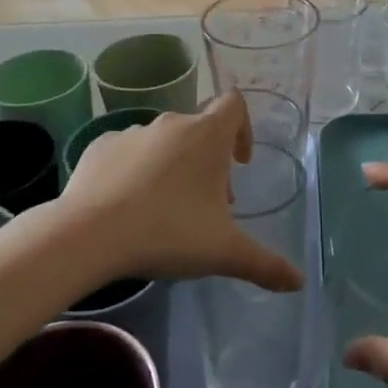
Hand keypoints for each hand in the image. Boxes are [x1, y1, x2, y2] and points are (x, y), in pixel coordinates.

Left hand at [56, 92, 303, 293]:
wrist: (89, 234)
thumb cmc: (168, 232)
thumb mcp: (224, 252)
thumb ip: (265, 264)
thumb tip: (299, 282)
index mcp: (207, 135)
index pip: (234, 104)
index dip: (243, 128)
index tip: (239, 163)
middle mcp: (171, 124)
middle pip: (200, 129)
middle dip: (208, 162)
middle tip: (207, 206)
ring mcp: (132, 132)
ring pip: (163, 142)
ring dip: (172, 167)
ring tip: (165, 212)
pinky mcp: (99, 147)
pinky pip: (126, 153)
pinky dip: (134, 172)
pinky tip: (127, 207)